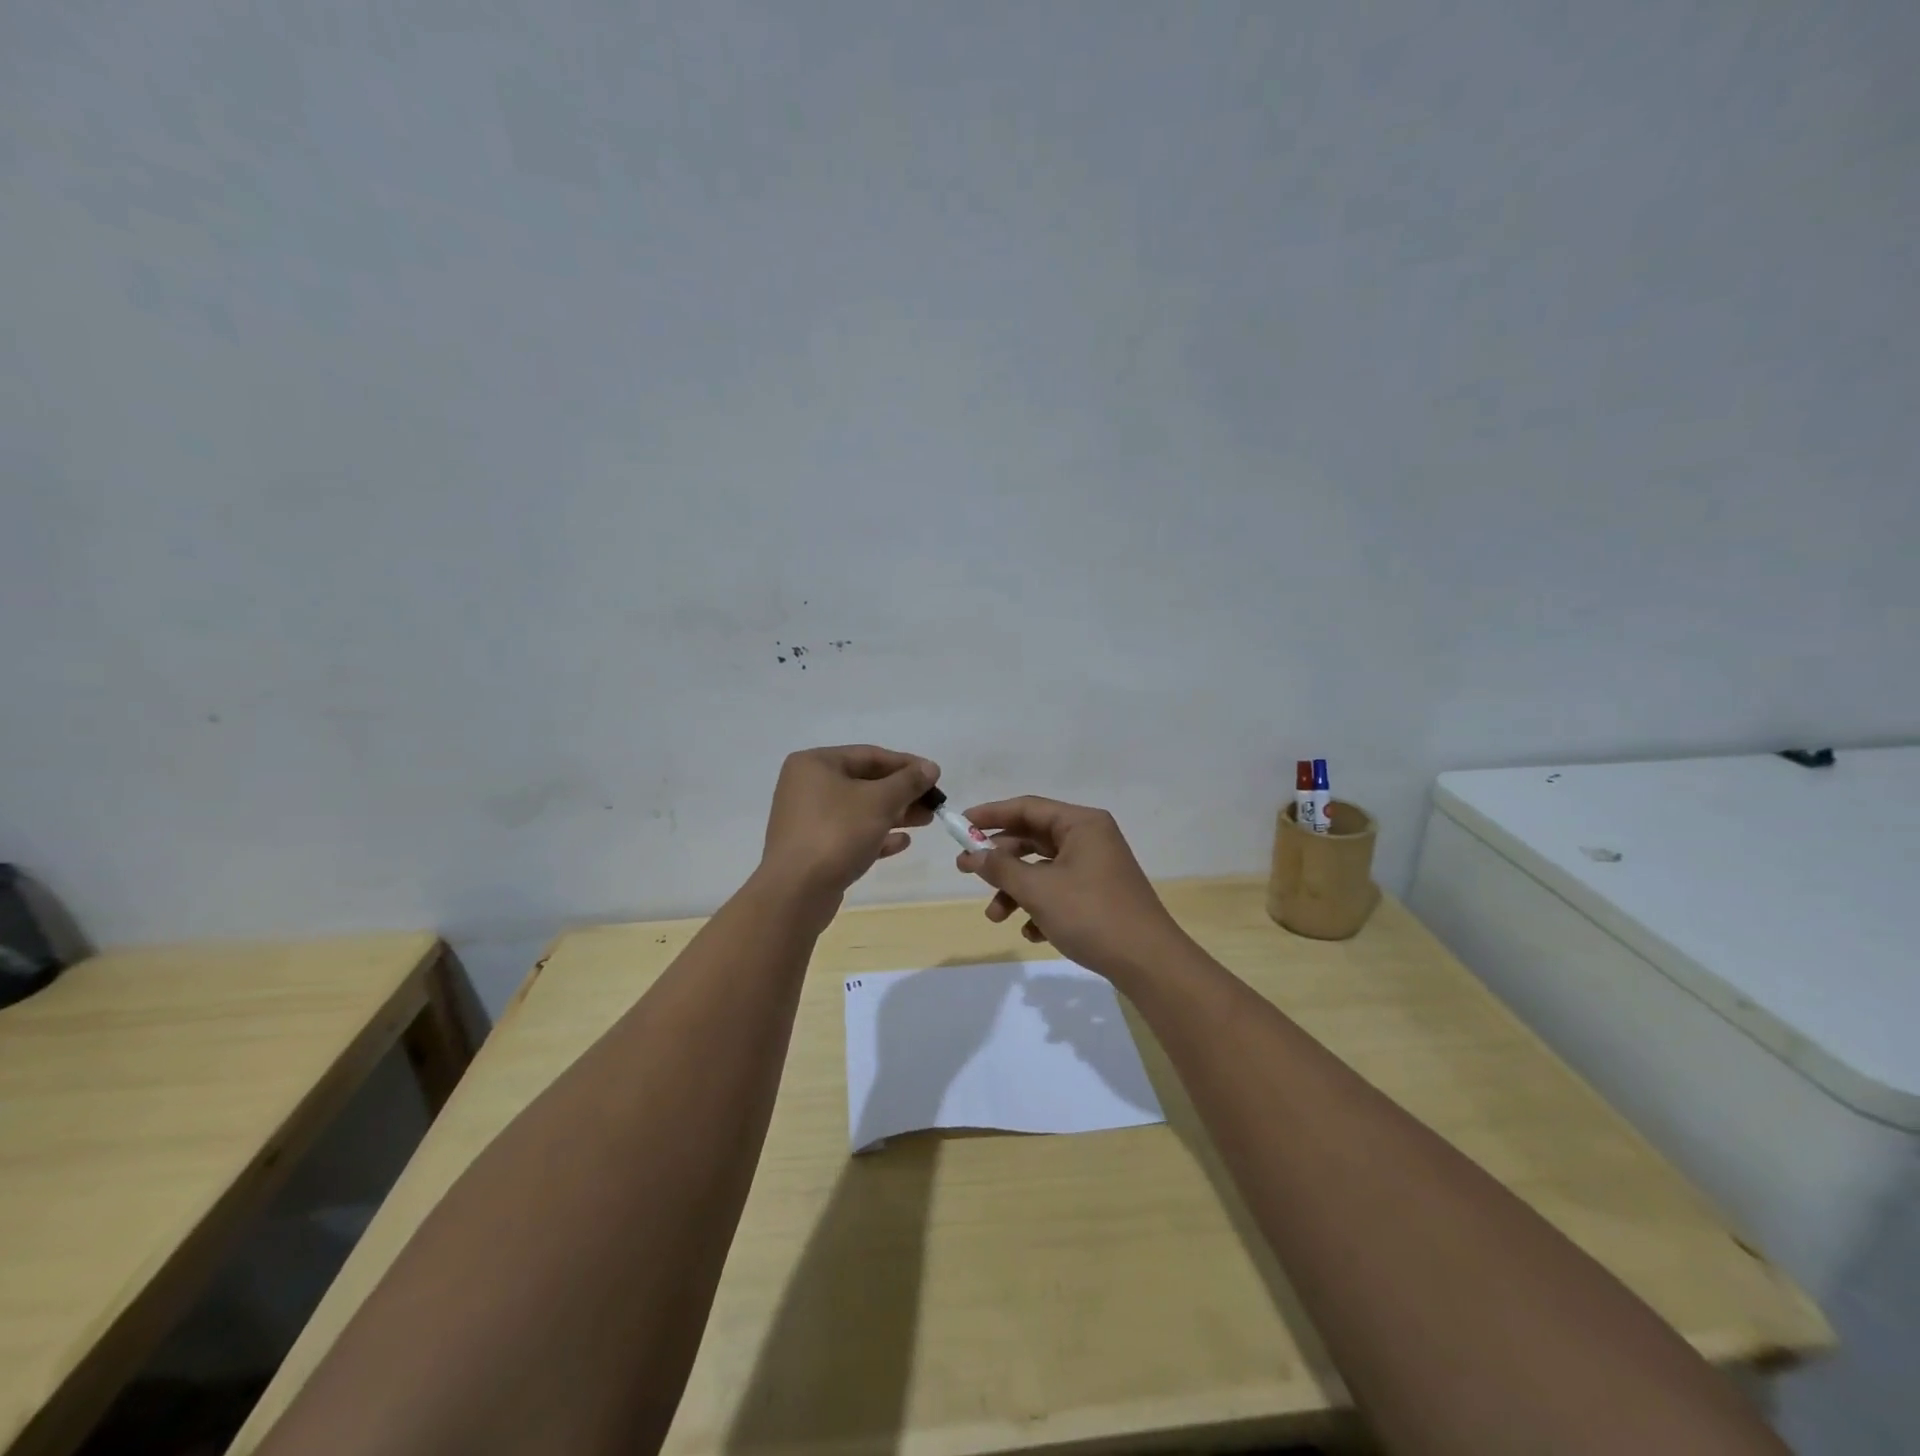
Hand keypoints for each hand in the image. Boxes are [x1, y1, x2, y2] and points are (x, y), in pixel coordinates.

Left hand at [760, 745, 938, 899]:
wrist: (796, 892)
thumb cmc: (837, 833)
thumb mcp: (879, 801)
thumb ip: (908, 782)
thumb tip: (930, 767)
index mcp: (815, 764)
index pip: (869, 755)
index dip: (906, 764)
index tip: (935, 776)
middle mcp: (807, 786)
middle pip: (864, 782)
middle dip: (902, 792)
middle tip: (934, 803)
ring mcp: (808, 819)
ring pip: (859, 810)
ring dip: (894, 814)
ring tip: (926, 821)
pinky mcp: (813, 848)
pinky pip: (850, 834)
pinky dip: (876, 835)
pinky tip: (903, 842)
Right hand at [956, 796, 1188, 978]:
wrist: (1148, 962)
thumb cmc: (1091, 914)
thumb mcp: (1038, 890)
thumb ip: (1001, 868)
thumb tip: (973, 855)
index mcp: (1081, 824)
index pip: (1027, 807)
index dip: (991, 815)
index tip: (960, 825)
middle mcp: (1090, 839)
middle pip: (1033, 839)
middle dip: (999, 860)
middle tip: (965, 871)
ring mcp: (1096, 868)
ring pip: (1043, 870)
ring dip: (1016, 890)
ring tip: (996, 917)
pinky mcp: (1099, 896)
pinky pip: (1059, 891)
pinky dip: (1040, 907)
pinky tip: (1032, 932)